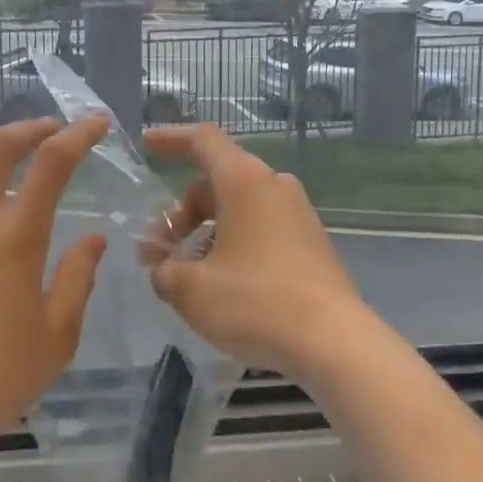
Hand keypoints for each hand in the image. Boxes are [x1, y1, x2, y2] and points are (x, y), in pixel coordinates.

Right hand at [140, 125, 371, 379]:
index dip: (172, 138)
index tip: (147, 144)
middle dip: (182, 211)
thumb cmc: (256, 303)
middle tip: (159, 251)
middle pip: (217, 180)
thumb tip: (162, 265)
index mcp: (245, 181)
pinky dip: (234, 240)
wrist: (335, 342)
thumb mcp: (191, 290)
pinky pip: (261, 225)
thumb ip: (164, 269)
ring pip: (240, 205)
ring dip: (206, 229)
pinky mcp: (311, 241)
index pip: (204, 141)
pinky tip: (223, 281)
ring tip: (188, 273)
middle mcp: (274, 186)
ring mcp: (297, 212)